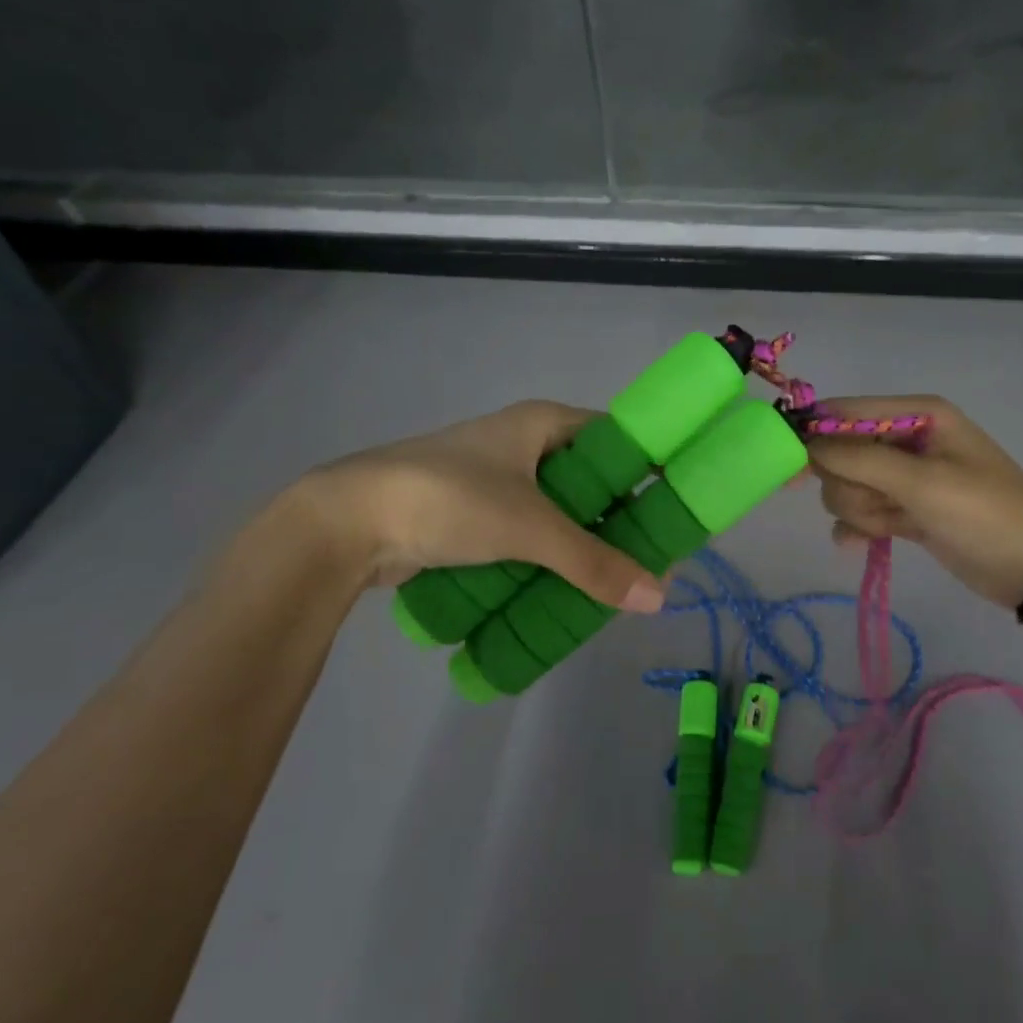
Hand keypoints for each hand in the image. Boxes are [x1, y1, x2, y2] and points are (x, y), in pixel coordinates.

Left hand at [292, 401, 665, 611]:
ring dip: (582, 543)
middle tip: (650, 558)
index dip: (649, 469)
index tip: (676, 509)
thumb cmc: (448, 500)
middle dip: (617, 518)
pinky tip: (567, 588)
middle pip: (590, 479)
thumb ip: (594, 563)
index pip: (616, 438)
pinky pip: (527, 533)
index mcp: (542, 423)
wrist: (345, 522)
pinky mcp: (472, 514)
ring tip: (616, 581)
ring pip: (558, 510)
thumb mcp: (530, 529)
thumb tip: (658, 598)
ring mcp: (496, 479)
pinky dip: (548, 557)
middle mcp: (523, 444)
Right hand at [808, 396, 1022, 609]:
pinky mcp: (905, 511)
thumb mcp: (922, 482)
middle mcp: (906, 441)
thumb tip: (807, 443)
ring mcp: (905, 479)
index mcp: (916, 416)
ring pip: (848, 487)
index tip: (788, 468)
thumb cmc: (984, 512)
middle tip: (880, 503)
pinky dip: (859, 528)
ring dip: (860, 510)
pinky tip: (862, 544)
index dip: (813, 435)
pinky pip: (862, 512)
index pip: (845, 412)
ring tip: (893, 524)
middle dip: (850, 485)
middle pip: (841, 454)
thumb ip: (859, 460)